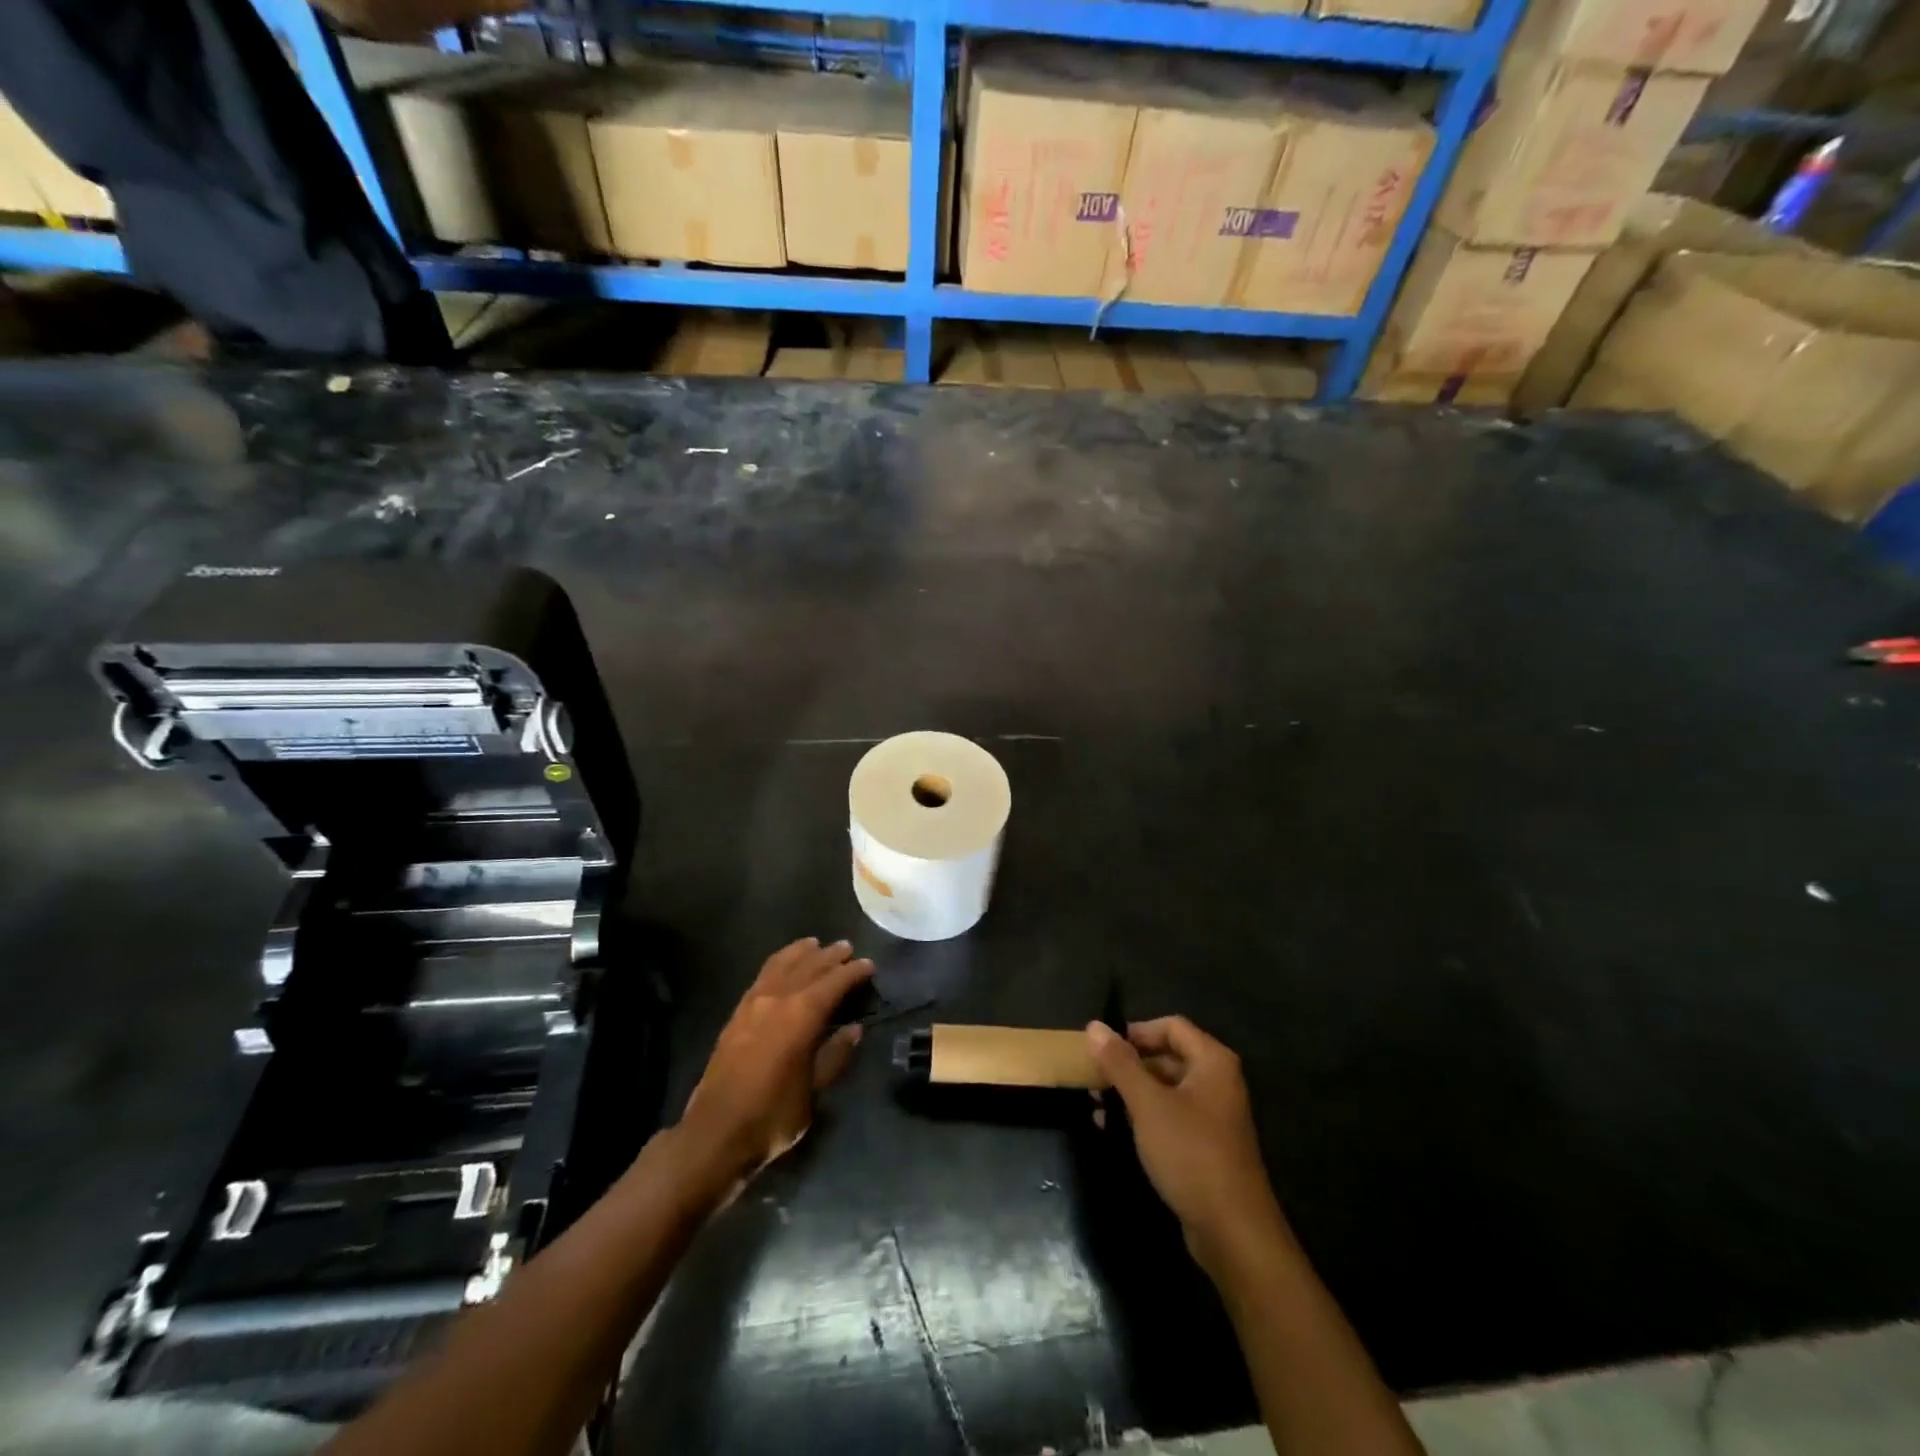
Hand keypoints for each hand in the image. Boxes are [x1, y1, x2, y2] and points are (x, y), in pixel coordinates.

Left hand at [681, 939, 873, 1187]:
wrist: (715, 1133)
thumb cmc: (772, 1116)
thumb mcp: (813, 1091)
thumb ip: (834, 1056)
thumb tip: (853, 1029)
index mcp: (802, 1015)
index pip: (834, 982)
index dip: (853, 972)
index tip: (868, 965)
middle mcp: (778, 999)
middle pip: (809, 966)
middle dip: (830, 956)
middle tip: (847, 948)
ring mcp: (753, 1003)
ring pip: (782, 964)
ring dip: (802, 952)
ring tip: (816, 945)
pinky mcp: (737, 1013)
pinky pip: (763, 975)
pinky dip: (779, 963)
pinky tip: (784, 966)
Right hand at [1087, 1016, 1290, 1275]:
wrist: (1232, 1231)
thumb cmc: (1190, 1153)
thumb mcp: (1147, 1104)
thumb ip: (1120, 1063)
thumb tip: (1094, 1026)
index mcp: (1212, 1062)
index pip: (1171, 1026)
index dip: (1136, 1032)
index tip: (1104, 1048)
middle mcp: (1217, 1082)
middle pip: (1167, 1056)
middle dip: (1128, 1065)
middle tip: (1094, 1077)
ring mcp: (1213, 1116)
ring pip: (1165, 1089)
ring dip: (1130, 1093)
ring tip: (1096, 1104)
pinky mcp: (1205, 1146)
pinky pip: (1169, 1117)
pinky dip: (1142, 1117)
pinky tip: (1111, 1129)